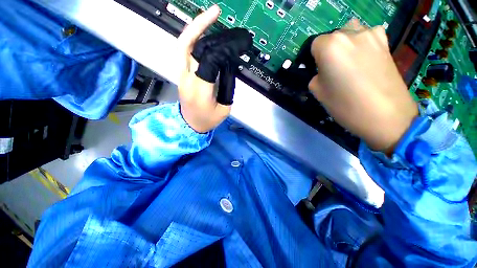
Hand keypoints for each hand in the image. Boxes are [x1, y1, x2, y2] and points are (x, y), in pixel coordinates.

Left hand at [177, 5, 251, 132]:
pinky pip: (184, 51)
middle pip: (192, 47)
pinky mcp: (181, 74)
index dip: (224, 49)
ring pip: (184, 44)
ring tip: (209, 16)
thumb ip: (228, 88)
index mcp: (200, 90)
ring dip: (195, 27)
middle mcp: (187, 79)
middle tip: (216, 13)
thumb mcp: (224, 109)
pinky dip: (192, 37)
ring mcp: (181, 75)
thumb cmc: (208, 120)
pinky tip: (201, 31)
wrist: (190, 125)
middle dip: (203, 27)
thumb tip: (228, 67)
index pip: (210, 60)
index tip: (237, 43)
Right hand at [308, 20, 418, 153]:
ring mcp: (371, 35)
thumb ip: (316, 76)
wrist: (386, 115)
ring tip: (350, 64)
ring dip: (346, 46)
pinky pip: (367, 36)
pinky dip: (362, 45)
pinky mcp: (386, 42)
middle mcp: (350, 33)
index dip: (315, 58)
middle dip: (329, 52)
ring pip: (350, 33)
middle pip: (332, 37)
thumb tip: (321, 71)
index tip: (319, 71)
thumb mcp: (318, 92)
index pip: (314, 44)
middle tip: (334, 70)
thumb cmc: (345, 104)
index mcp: (330, 46)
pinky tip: (365, 60)